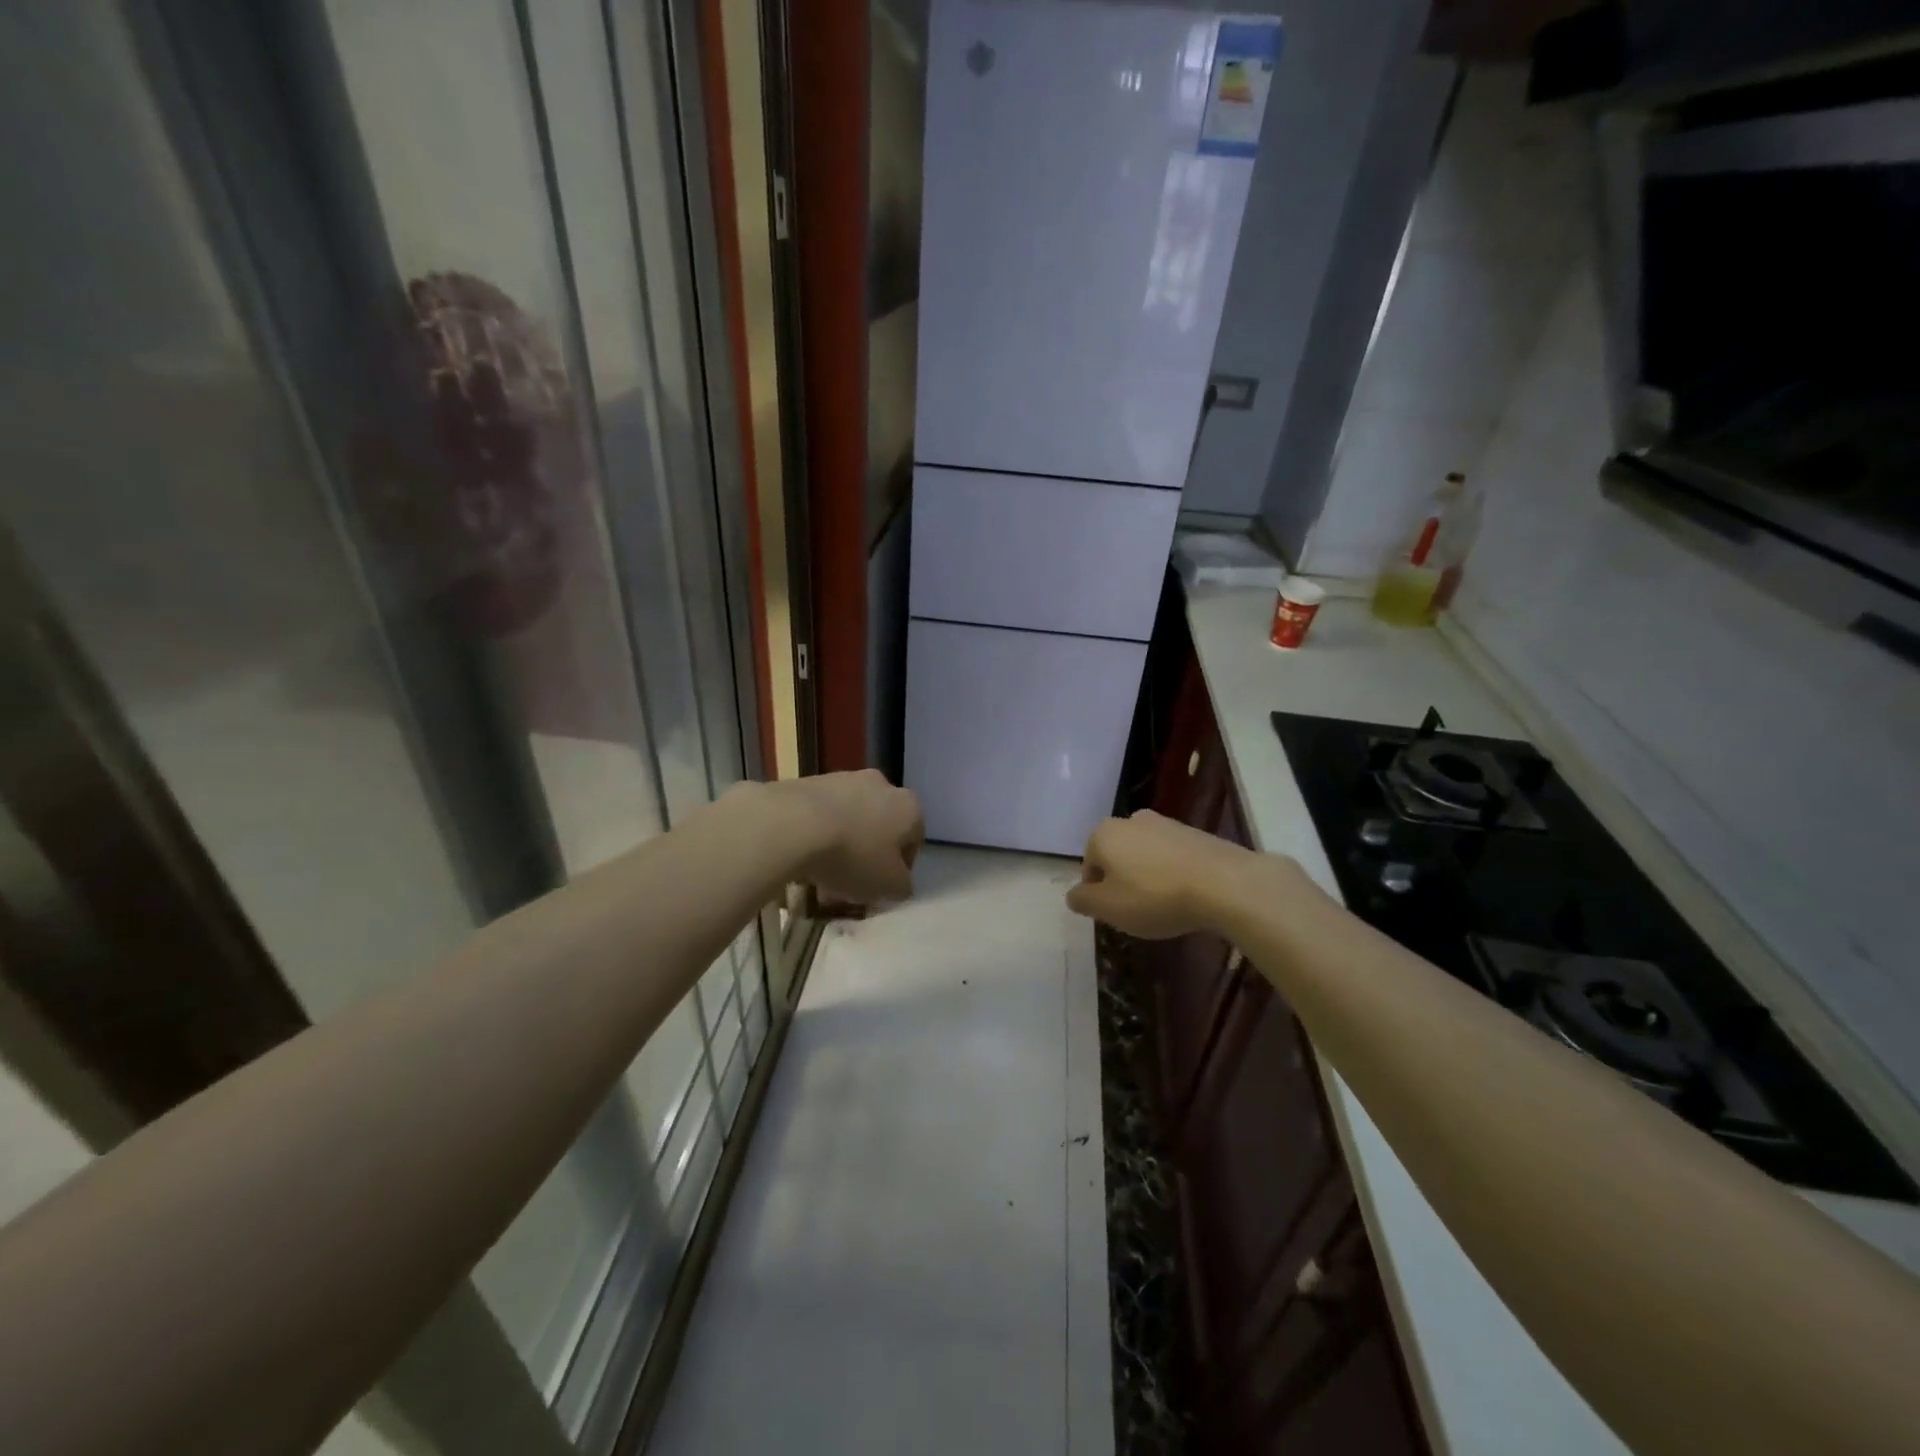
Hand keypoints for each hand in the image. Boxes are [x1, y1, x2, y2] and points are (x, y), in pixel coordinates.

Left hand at [779, 770, 924, 904]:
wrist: (794, 823)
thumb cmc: (853, 856)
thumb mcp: (889, 886)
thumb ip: (902, 886)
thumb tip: (900, 883)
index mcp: (909, 807)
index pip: (914, 840)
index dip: (900, 868)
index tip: (882, 887)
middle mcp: (882, 784)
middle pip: (881, 824)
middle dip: (869, 850)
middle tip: (852, 878)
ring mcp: (844, 778)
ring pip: (850, 816)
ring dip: (842, 840)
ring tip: (822, 871)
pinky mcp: (811, 780)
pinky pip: (821, 812)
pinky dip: (817, 830)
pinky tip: (802, 854)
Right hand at [1066, 810, 1257, 939]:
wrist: (1223, 883)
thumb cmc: (1154, 896)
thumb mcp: (1108, 908)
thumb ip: (1083, 900)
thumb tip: (1073, 895)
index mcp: (1103, 834)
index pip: (1089, 867)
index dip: (1099, 894)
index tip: (1116, 914)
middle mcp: (1130, 820)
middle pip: (1117, 857)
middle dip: (1123, 881)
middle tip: (1138, 911)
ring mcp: (1165, 822)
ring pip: (1144, 855)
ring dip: (1148, 876)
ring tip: (1165, 905)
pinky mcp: (1194, 832)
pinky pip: (1172, 856)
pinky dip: (1173, 872)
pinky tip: (1186, 895)